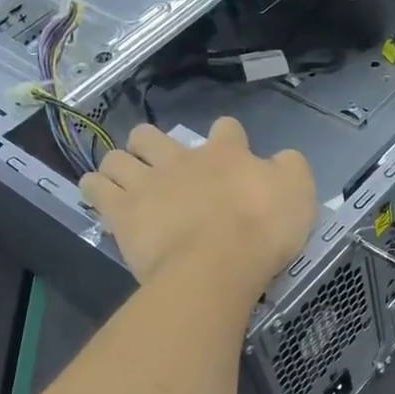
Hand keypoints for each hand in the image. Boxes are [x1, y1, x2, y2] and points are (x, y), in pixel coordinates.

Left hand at [80, 118, 315, 292]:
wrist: (218, 265)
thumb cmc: (262, 231)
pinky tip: (100, 194)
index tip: (232, 153)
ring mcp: (147, 183)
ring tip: (125, 181)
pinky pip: (95, 188)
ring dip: (120, 165)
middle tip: (162, 165)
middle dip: (153, 144)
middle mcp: (181, 159)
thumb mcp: (299, 193)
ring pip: (117, 157)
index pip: (226, 128)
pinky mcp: (122, 212)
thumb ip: (290, 169)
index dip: (228, 138)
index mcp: (227, 153)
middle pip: (153, 135)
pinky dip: (96, 187)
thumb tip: (280, 158)